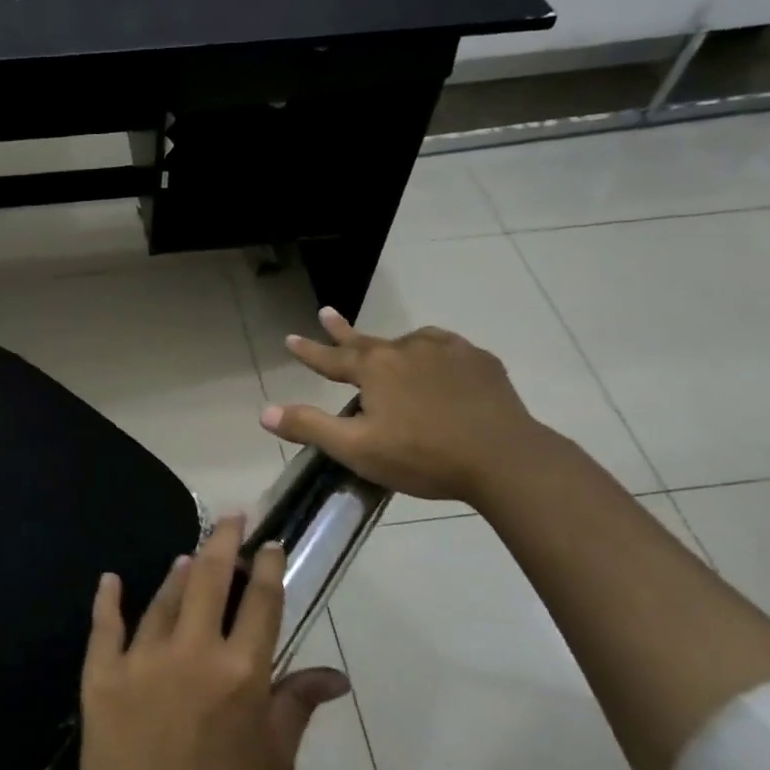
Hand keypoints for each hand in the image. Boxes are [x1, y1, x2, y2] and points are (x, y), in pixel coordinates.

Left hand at [70, 516, 351, 769]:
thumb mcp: (273, 763)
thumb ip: (297, 706)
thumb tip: (336, 675)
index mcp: (241, 672)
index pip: (260, 602)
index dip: (267, 566)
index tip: (270, 544)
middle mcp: (192, 651)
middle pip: (209, 578)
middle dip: (222, 542)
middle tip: (230, 519)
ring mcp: (142, 657)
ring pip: (164, 597)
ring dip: (179, 572)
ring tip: (189, 556)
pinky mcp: (101, 673)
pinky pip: (106, 624)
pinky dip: (109, 598)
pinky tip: (111, 579)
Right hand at [259, 308, 548, 503]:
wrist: (504, 458)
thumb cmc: (422, 456)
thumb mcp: (357, 448)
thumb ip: (310, 427)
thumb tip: (264, 412)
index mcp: (374, 368)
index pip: (331, 357)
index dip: (308, 351)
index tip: (290, 338)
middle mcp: (406, 349)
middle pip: (366, 339)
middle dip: (342, 330)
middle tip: (326, 312)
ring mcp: (446, 350)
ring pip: (408, 342)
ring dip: (391, 345)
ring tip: (388, 350)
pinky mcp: (478, 361)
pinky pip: (444, 349)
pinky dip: (432, 353)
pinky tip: (437, 362)